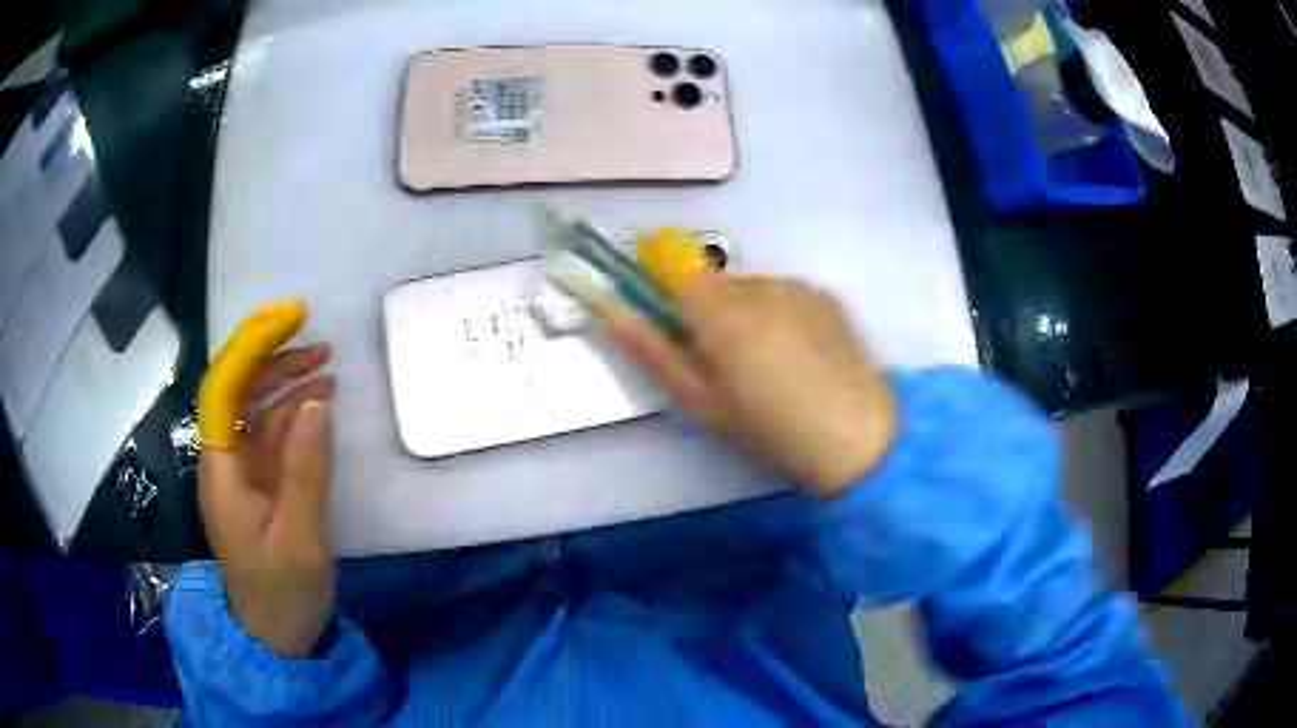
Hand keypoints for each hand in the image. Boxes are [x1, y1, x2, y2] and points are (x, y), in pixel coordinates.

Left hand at [198, 343, 335, 656]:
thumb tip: (316, 402)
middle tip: (318, 344)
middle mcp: (225, 463)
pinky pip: (272, 439)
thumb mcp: (300, 538)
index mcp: (221, 471)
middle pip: (238, 394)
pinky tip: (319, 406)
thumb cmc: (282, 593)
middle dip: (272, 362)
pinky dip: (294, 417)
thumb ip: (306, 471)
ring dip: (286, 385)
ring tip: (326, 365)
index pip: (224, 391)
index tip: (289, 322)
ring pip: (257, 413)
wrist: (277, 637)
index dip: (251, 349)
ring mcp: (243, 475)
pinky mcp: (260, 487)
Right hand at [605, 274, 897, 497]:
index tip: (665, 313)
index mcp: (720, 313)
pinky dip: (779, 315)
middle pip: (713, 282)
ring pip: (750, 290)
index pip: (674, 267)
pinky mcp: (825, 295)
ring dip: (745, 314)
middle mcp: (757, 286)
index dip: (662, 281)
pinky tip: (798, 356)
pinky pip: (784, 294)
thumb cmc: (769, 431)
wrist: (857, 437)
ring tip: (768, 365)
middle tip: (723, 364)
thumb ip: (654, 354)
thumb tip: (612, 315)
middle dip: (707, 311)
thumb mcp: (702, 404)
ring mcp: (796, 286)